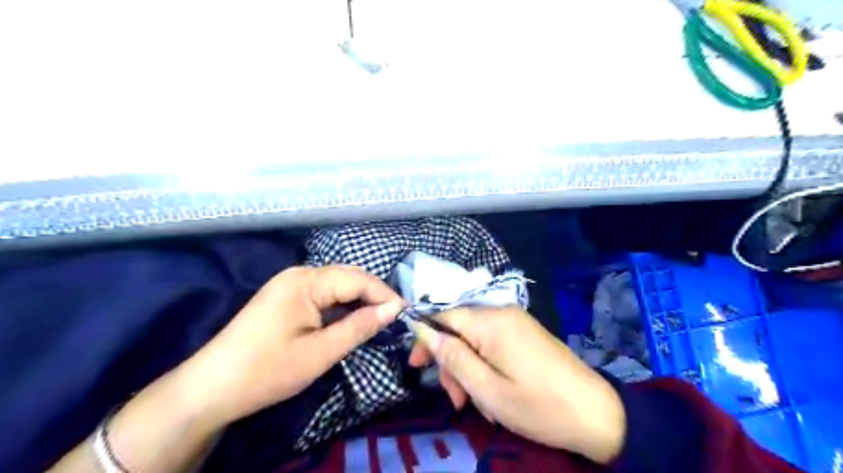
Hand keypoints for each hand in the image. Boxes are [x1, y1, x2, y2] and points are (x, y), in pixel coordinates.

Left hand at [175, 266, 401, 424]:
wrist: (210, 389)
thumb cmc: (267, 370)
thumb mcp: (321, 352)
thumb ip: (360, 326)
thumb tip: (394, 309)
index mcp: (306, 281)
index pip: (357, 279)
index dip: (384, 294)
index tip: (407, 312)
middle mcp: (298, 274)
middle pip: (347, 277)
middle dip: (373, 295)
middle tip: (396, 317)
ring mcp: (289, 285)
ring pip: (336, 286)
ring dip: (358, 300)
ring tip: (379, 319)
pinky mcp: (285, 298)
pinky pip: (322, 295)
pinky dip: (340, 306)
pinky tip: (350, 319)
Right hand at [409, 305, 624, 463]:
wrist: (596, 413)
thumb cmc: (538, 405)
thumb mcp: (487, 389)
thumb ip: (453, 357)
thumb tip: (423, 331)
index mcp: (491, 322)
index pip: (444, 316)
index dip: (426, 339)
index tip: (417, 367)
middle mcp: (502, 312)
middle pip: (459, 329)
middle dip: (452, 362)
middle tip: (458, 400)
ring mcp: (516, 321)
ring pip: (475, 339)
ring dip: (469, 369)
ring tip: (478, 403)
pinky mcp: (525, 332)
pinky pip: (492, 343)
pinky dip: (485, 365)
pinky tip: (494, 392)